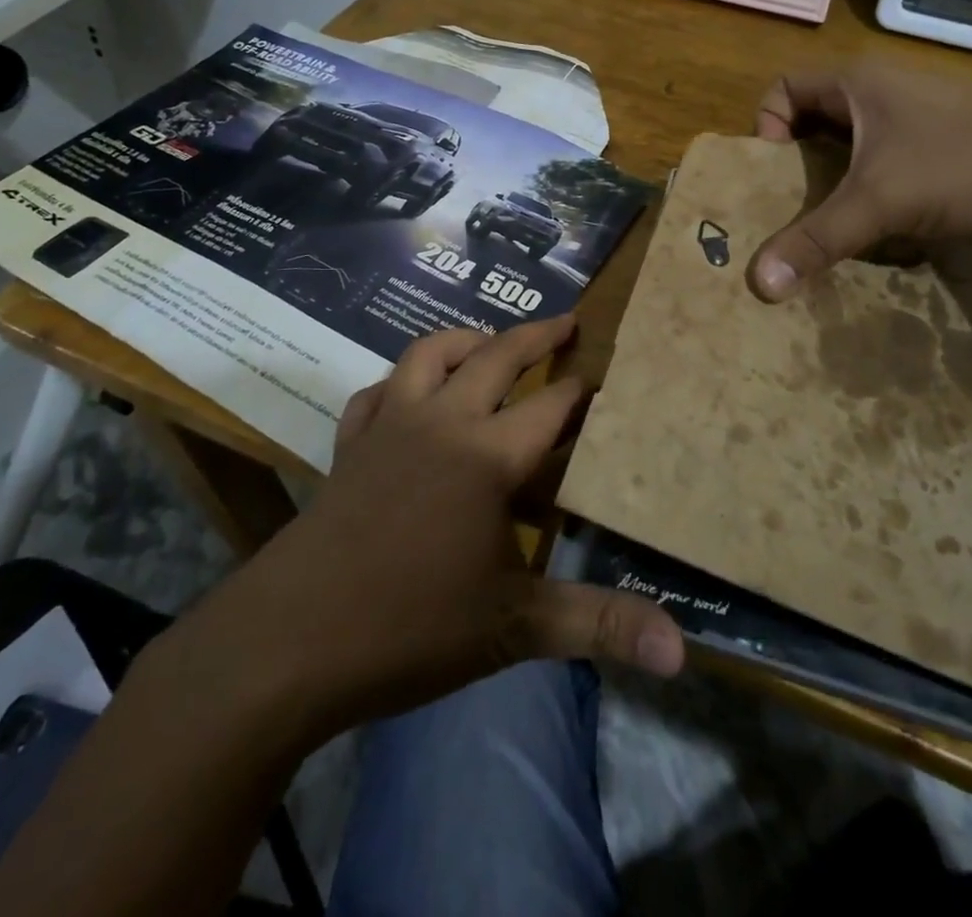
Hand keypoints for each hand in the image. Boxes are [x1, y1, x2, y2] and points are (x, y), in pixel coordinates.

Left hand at [149, 316, 684, 747]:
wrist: (289, 641)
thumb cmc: (410, 627)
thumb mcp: (515, 628)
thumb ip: (598, 625)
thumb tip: (682, 649)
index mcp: (487, 455)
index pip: (551, 405)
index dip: (582, 389)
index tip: (606, 377)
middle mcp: (442, 422)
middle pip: (496, 357)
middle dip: (537, 335)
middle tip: (566, 321)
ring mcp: (389, 426)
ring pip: (429, 354)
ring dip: (465, 339)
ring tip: (489, 342)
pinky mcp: (349, 445)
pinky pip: (376, 392)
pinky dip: (398, 382)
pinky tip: (406, 394)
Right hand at [750, 61, 971, 300]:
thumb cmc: (966, 164)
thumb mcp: (882, 202)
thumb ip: (817, 240)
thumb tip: (758, 284)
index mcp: (856, 85)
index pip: (782, 90)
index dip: (765, 127)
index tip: (775, 172)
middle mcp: (879, 95)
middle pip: (811, 125)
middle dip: (796, 169)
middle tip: (788, 212)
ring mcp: (912, 121)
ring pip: (849, 151)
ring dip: (834, 188)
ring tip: (829, 228)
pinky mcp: (938, 150)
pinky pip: (882, 168)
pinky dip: (870, 196)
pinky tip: (878, 231)